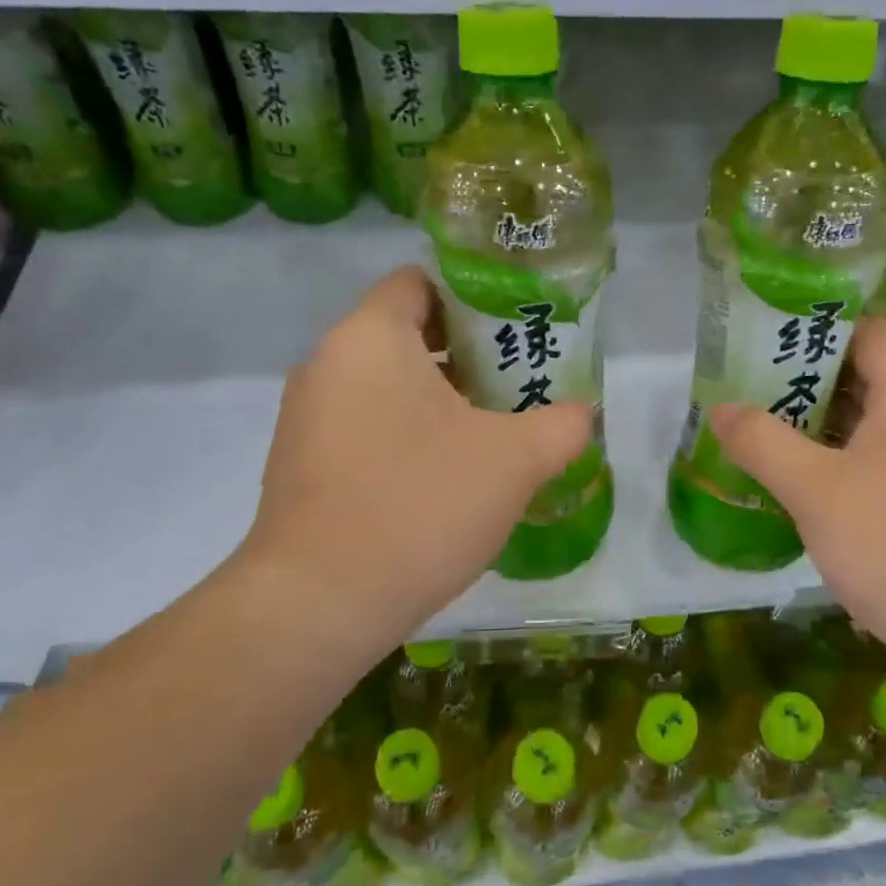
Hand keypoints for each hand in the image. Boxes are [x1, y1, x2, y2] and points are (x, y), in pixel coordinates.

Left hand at [234, 267, 591, 642]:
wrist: (320, 604)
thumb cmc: (420, 504)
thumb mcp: (516, 460)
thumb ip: (563, 424)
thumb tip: (584, 412)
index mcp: (371, 337)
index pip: (422, 281)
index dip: (475, 297)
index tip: (517, 330)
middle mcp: (328, 362)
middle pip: (408, 332)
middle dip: (468, 353)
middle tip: (518, 381)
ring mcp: (307, 415)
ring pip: (386, 383)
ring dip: (439, 397)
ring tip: (492, 428)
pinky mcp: (301, 462)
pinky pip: (365, 423)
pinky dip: (406, 431)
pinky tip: (445, 474)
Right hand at [707, 318, 885, 696]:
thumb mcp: (816, 490)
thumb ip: (763, 442)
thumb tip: (720, 408)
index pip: (866, 330)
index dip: (814, 327)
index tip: (762, 338)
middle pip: (866, 373)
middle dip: (804, 379)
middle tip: (746, 388)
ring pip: (871, 422)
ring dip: (819, 424)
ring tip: (761, 429)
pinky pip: (883, 459)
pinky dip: (841, 459)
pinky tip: (800, 482)